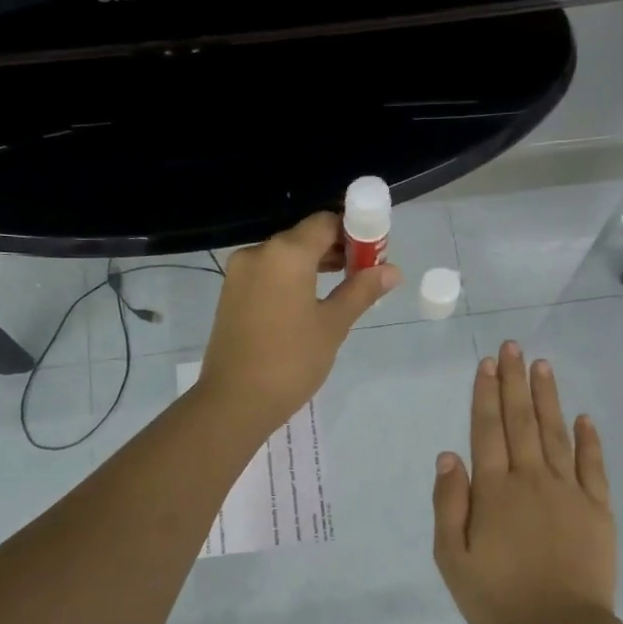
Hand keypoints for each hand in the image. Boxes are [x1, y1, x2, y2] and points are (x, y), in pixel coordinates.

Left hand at [199, 211, 400, 432]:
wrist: (235, 401)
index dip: (353, 233)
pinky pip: (267, 273)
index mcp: (286, 253)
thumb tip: (392, 270)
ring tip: (340, 290)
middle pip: (303, 237)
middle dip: (335, 249)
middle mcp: (259, 253)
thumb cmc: (292, 361)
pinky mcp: (230, 293)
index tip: (373, 255)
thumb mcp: (333, 325)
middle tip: (363, 275)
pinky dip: (291, 278)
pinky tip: (308, 303)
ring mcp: (239, 273)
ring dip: (313, 264)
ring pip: (284, 256)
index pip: (325, 223)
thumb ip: (361, 291)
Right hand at [432, 343, 616, 623]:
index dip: (486, 394)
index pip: (488, 431)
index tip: (489, 363)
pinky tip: (584, 417)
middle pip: (521, 421)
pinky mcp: (597, 508)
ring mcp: (568, 491)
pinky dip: (589, 439)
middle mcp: (531, 479)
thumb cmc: (499, 598)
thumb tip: (449, 456)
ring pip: (556, 434)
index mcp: (495, 491)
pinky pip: (593, 466)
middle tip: (514, 347)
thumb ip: (449, 505)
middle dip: (515, 382)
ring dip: (547, 398)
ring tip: (542, 366)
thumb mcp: (453, 560)